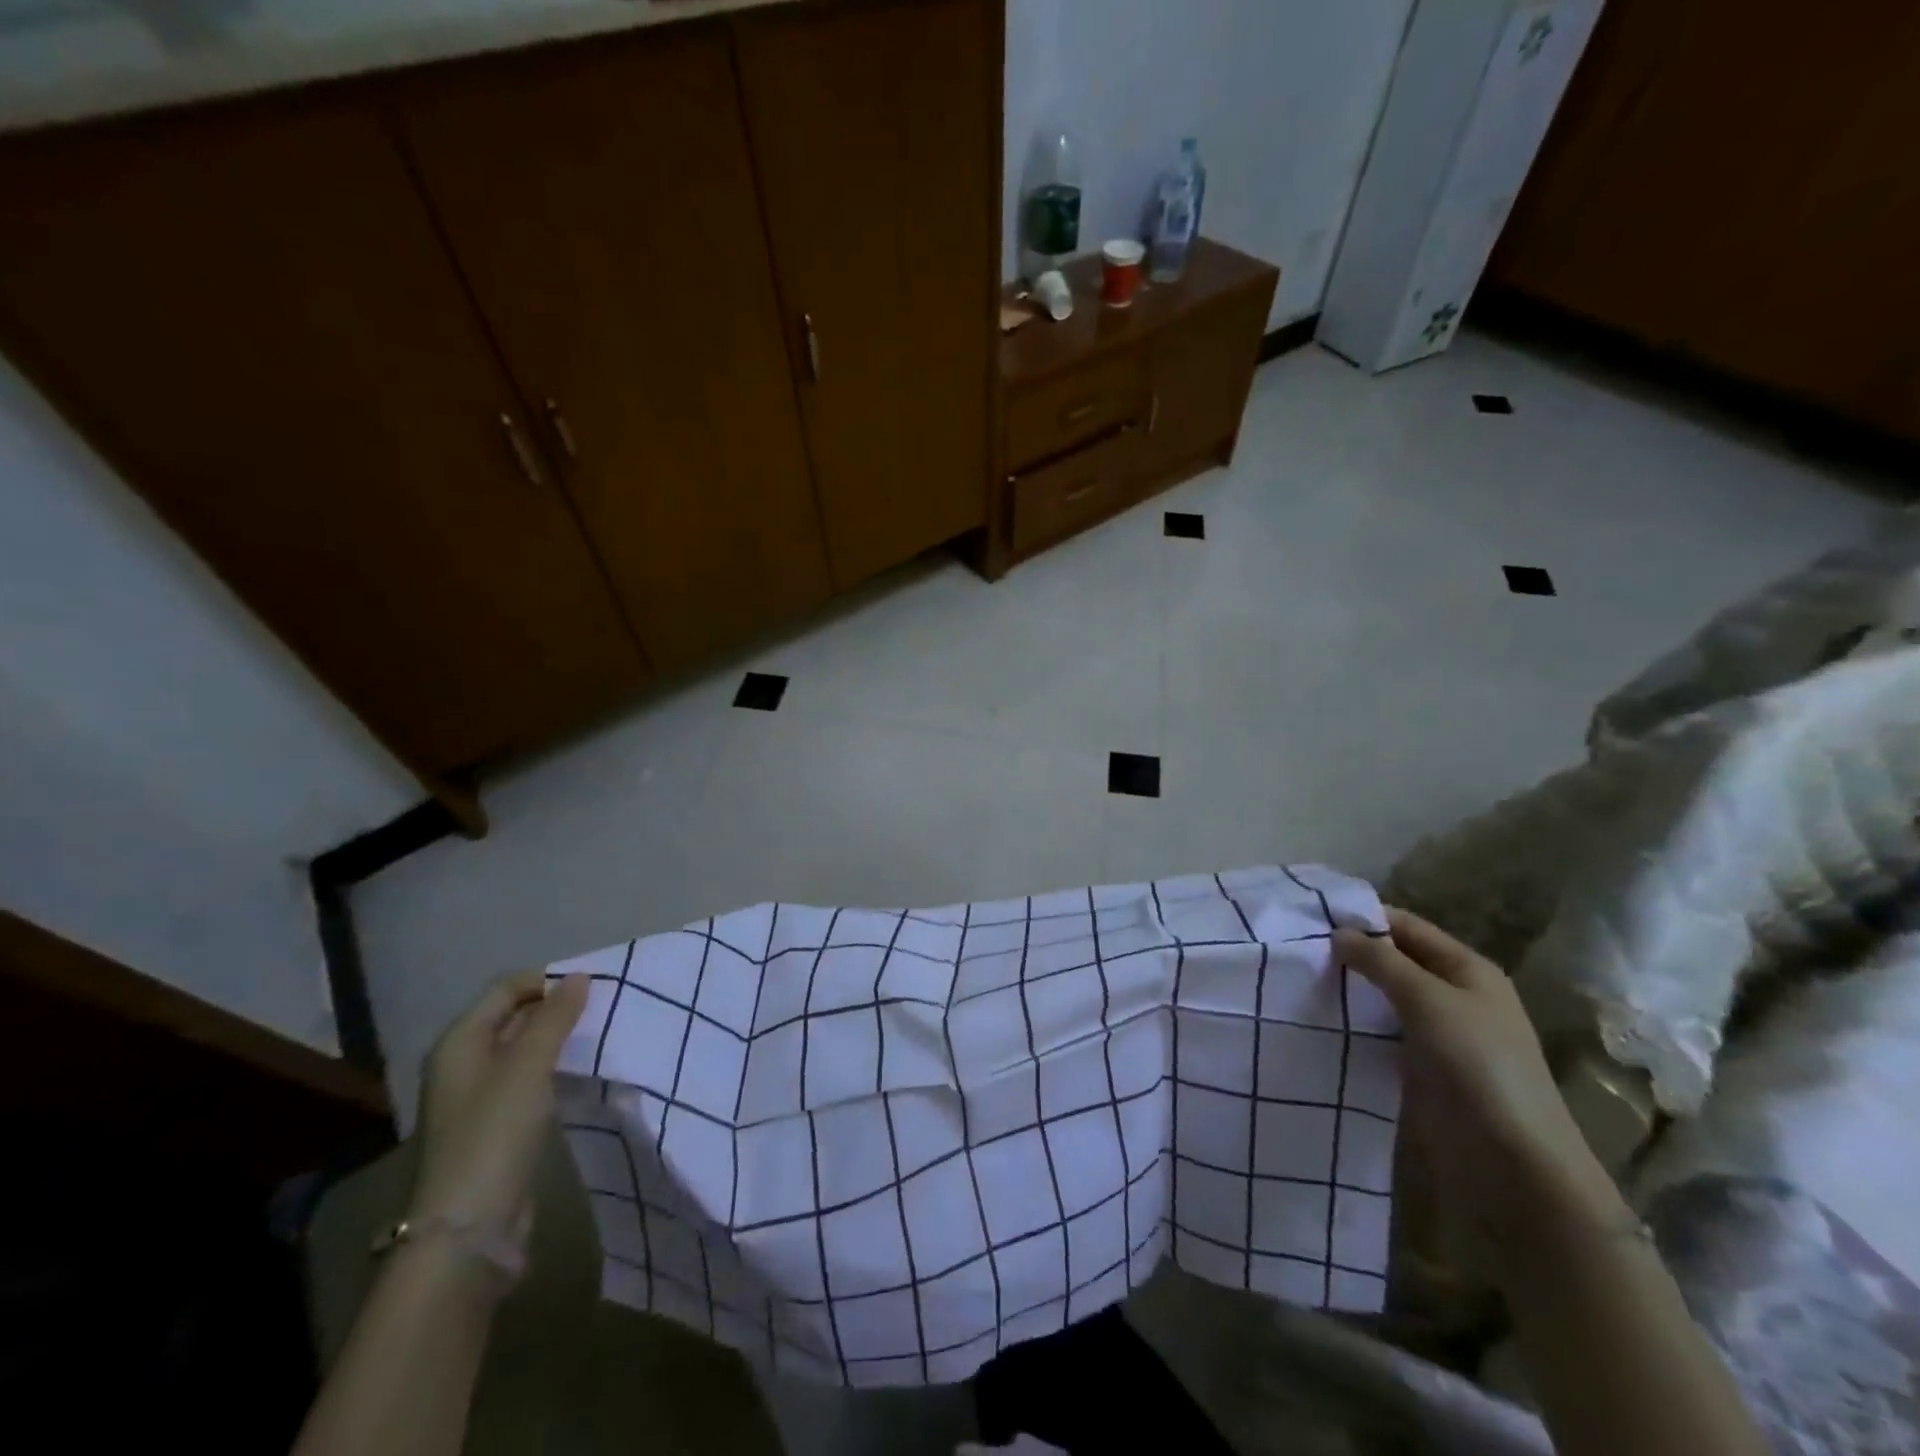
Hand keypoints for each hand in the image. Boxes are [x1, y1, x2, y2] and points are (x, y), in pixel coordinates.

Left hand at [408, 972, 588, 1249]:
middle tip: (604, 1007)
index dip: (546, 981)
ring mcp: (479, 1098)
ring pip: (524, 1050)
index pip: (506, 989)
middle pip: (513, 1017)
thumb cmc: (494, 1133)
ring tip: (600, 1035)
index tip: (593, 986)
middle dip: (556, 1008)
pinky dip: (555, 1070)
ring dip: (559, 1040)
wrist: (469, 1228)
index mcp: (460, 1042)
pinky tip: (581, 1074)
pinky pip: (530, 1081)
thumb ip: (555, 1018)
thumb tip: (578, 977)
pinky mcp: (497, 1127)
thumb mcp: (528, 1065)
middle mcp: (464, 1064)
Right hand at [1333, 909, 1627, 1285]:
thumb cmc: (1478, 1065)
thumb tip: (1339, 932)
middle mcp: (1454, 995)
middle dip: (1350, 954)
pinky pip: (1382, 1032)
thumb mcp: (1429, 1000)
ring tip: (1298, 980)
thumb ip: (1382, 961)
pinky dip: (1355, 1022)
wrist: (1513, 1162)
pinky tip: (1320, 1019)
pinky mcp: (1423, 1068)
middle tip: (1296, 950)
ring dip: (1349, 989)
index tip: (1310, 917)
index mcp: (1467, 969)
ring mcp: (1439, 1034)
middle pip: (1394, 960)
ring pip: (1384, 997)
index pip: (1406, 926)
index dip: (1363, 917)